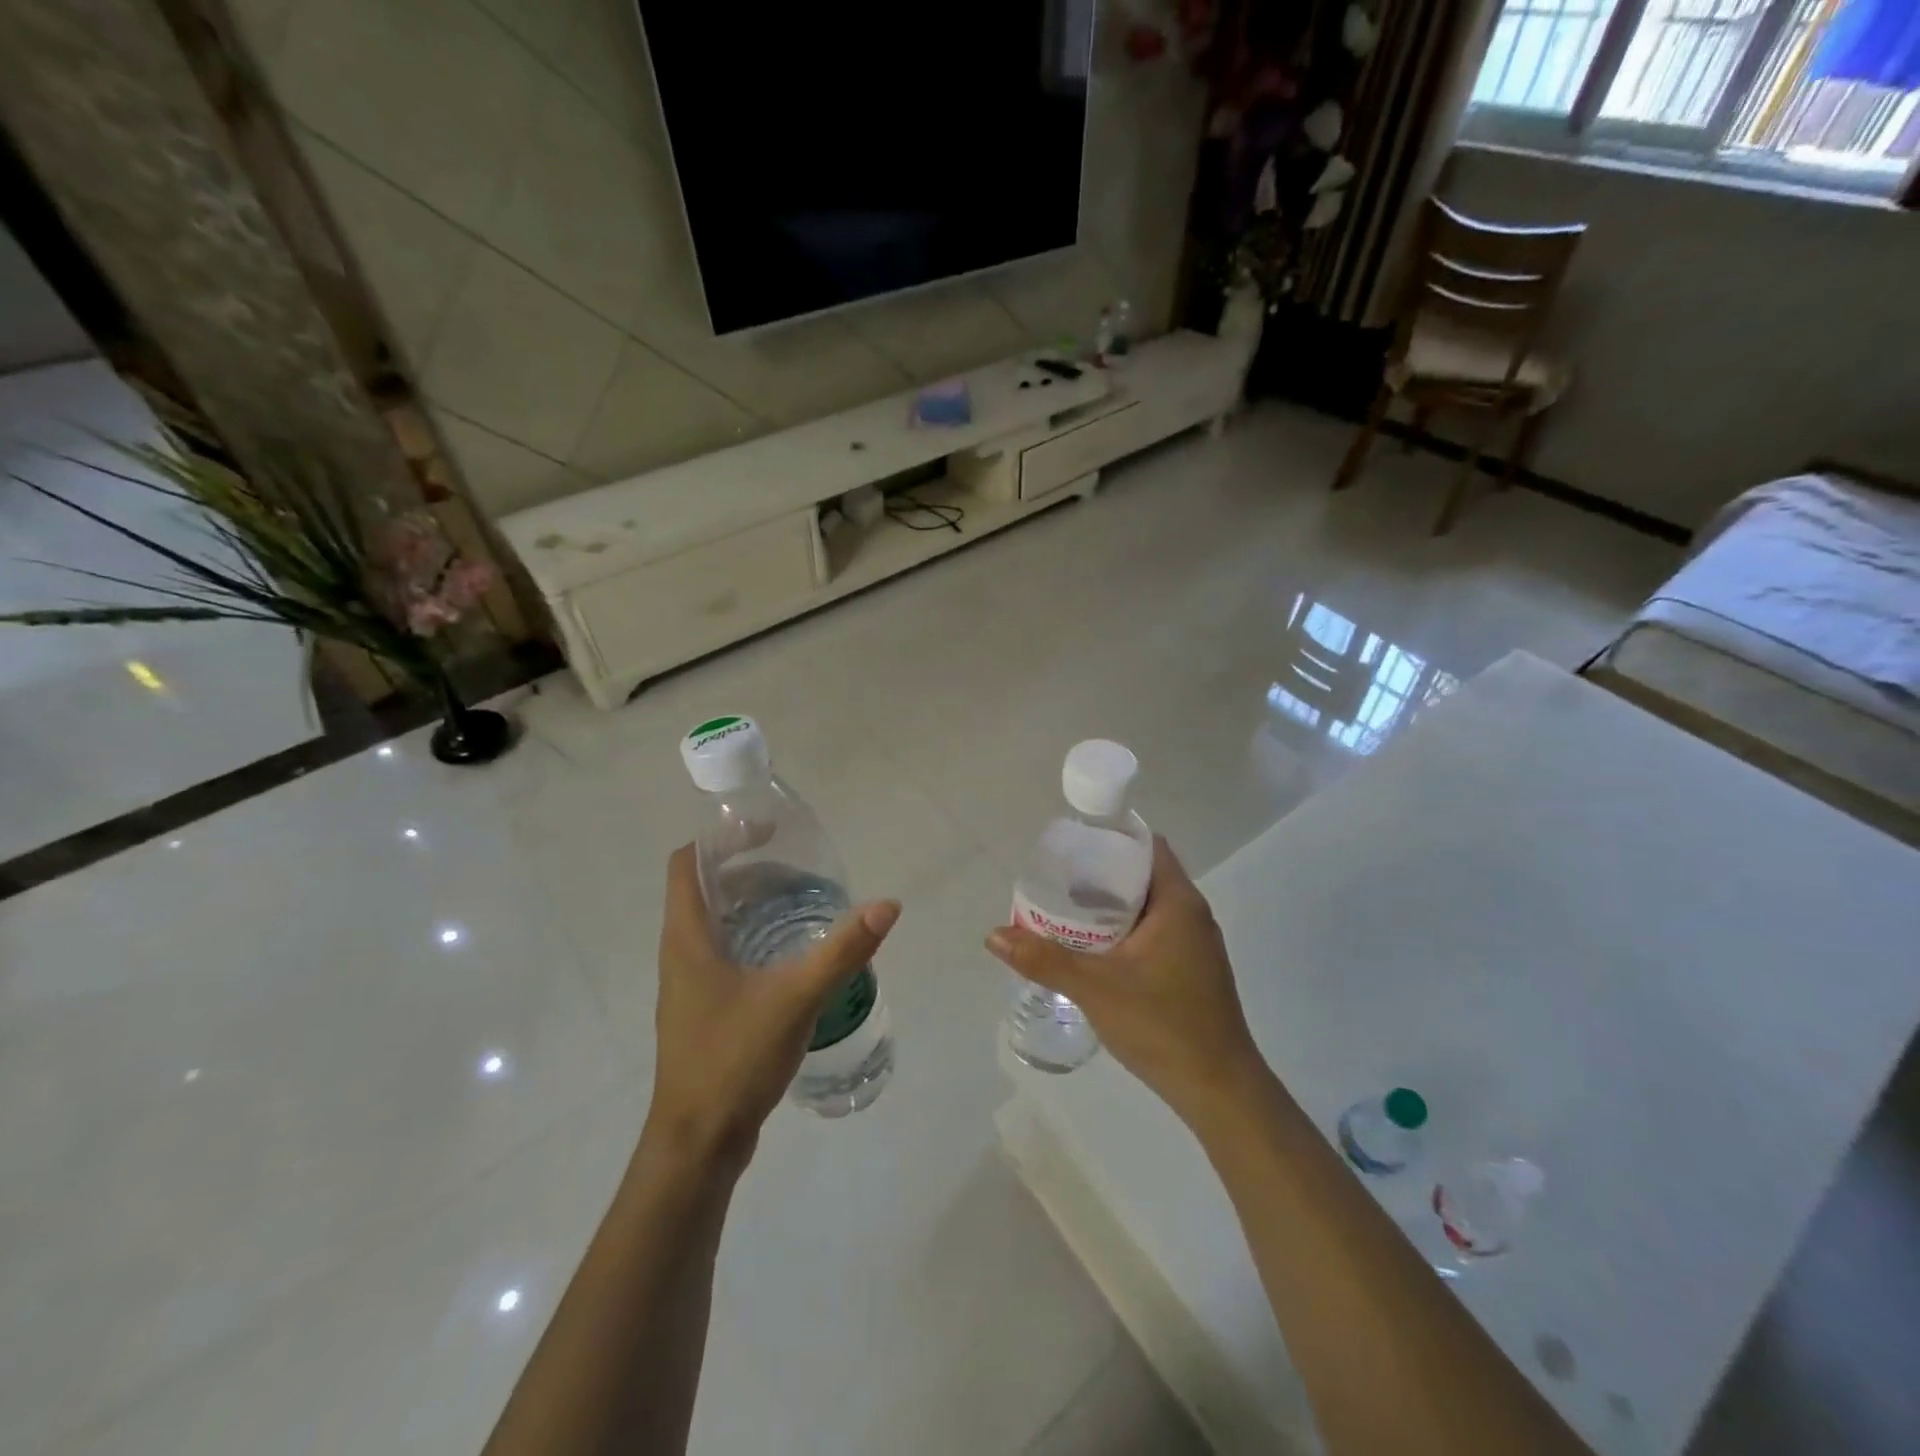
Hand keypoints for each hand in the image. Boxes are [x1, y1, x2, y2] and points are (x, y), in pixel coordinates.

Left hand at [648, 844, 899, 1171]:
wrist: (698, 1144)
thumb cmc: (734, 1059)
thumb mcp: (796, 997)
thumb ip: (843, 950)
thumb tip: (887, 905)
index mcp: (687, 938)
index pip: (687, 864)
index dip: (721, 838)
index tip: (767, 832)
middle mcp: (681, 953)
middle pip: (707, 890)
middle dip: (750, 871)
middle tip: (800, 870)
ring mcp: (689, 985)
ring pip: (716, 924)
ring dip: (753, 906)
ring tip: (802, 904)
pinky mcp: (703, 1010)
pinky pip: (724, 954)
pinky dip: (754, 938)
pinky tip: (791, 955)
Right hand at [985, 836, 1266, 1129]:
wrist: (1219, 1090)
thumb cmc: (1162, 1025)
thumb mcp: (1095, 988)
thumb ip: (1044, 959)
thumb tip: (994, 935)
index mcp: (1178, 903)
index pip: (1146, 846)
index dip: (1110, 839)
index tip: (1072, 846)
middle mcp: (1192, 915)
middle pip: (1143, 876)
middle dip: (1100, 876)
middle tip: (1058, 882)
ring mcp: (1196, 945)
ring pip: (1148, 908)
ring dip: (1111, 907)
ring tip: (1068, 913)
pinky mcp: (1193, 971)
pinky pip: (1155, 933)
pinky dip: (1125, 932)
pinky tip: (1095, 951)